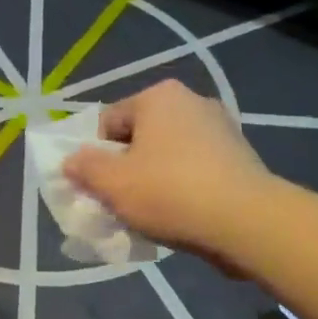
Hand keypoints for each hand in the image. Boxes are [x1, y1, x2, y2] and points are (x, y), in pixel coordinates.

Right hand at [63, 80, 272, 271]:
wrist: (247, 221)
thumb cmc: (170, 193)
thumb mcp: (112, 183)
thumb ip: (84, 168)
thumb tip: (70, 161)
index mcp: (158, 97)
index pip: (108, 122)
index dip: (96, 156)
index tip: (99, 187)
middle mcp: (192, 102)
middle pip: (140, 136)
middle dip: (127, 167)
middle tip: (122, 201)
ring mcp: (222, 128)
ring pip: (169, 154)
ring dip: (155, 178)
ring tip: (152, 212)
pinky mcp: (241, 156)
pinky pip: (196, 169)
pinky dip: (184, 186)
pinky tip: (182, 214)